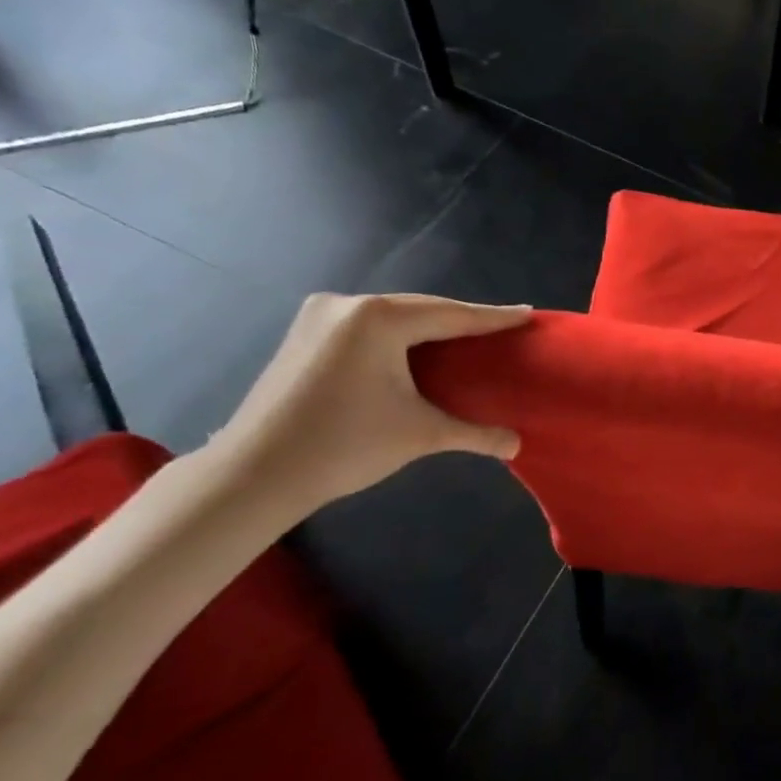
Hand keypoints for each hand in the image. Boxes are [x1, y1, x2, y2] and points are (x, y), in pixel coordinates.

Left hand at [209, 293, 531, 512]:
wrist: (253, 474)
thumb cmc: (344, 445)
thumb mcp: (421, 435)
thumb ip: (475, 433)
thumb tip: (517, 445)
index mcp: (378, 319)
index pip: (452, 315)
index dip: (493, 318)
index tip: (527, 315)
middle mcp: (347, 305)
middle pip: (421, 310)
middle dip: (462, 321)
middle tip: (501, 328)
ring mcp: (319, 317)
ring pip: (393, 316)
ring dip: (429, 328)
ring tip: (466, 337)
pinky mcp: (304, 334)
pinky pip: (368, 326)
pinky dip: (399, 336)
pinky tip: (417, 348)